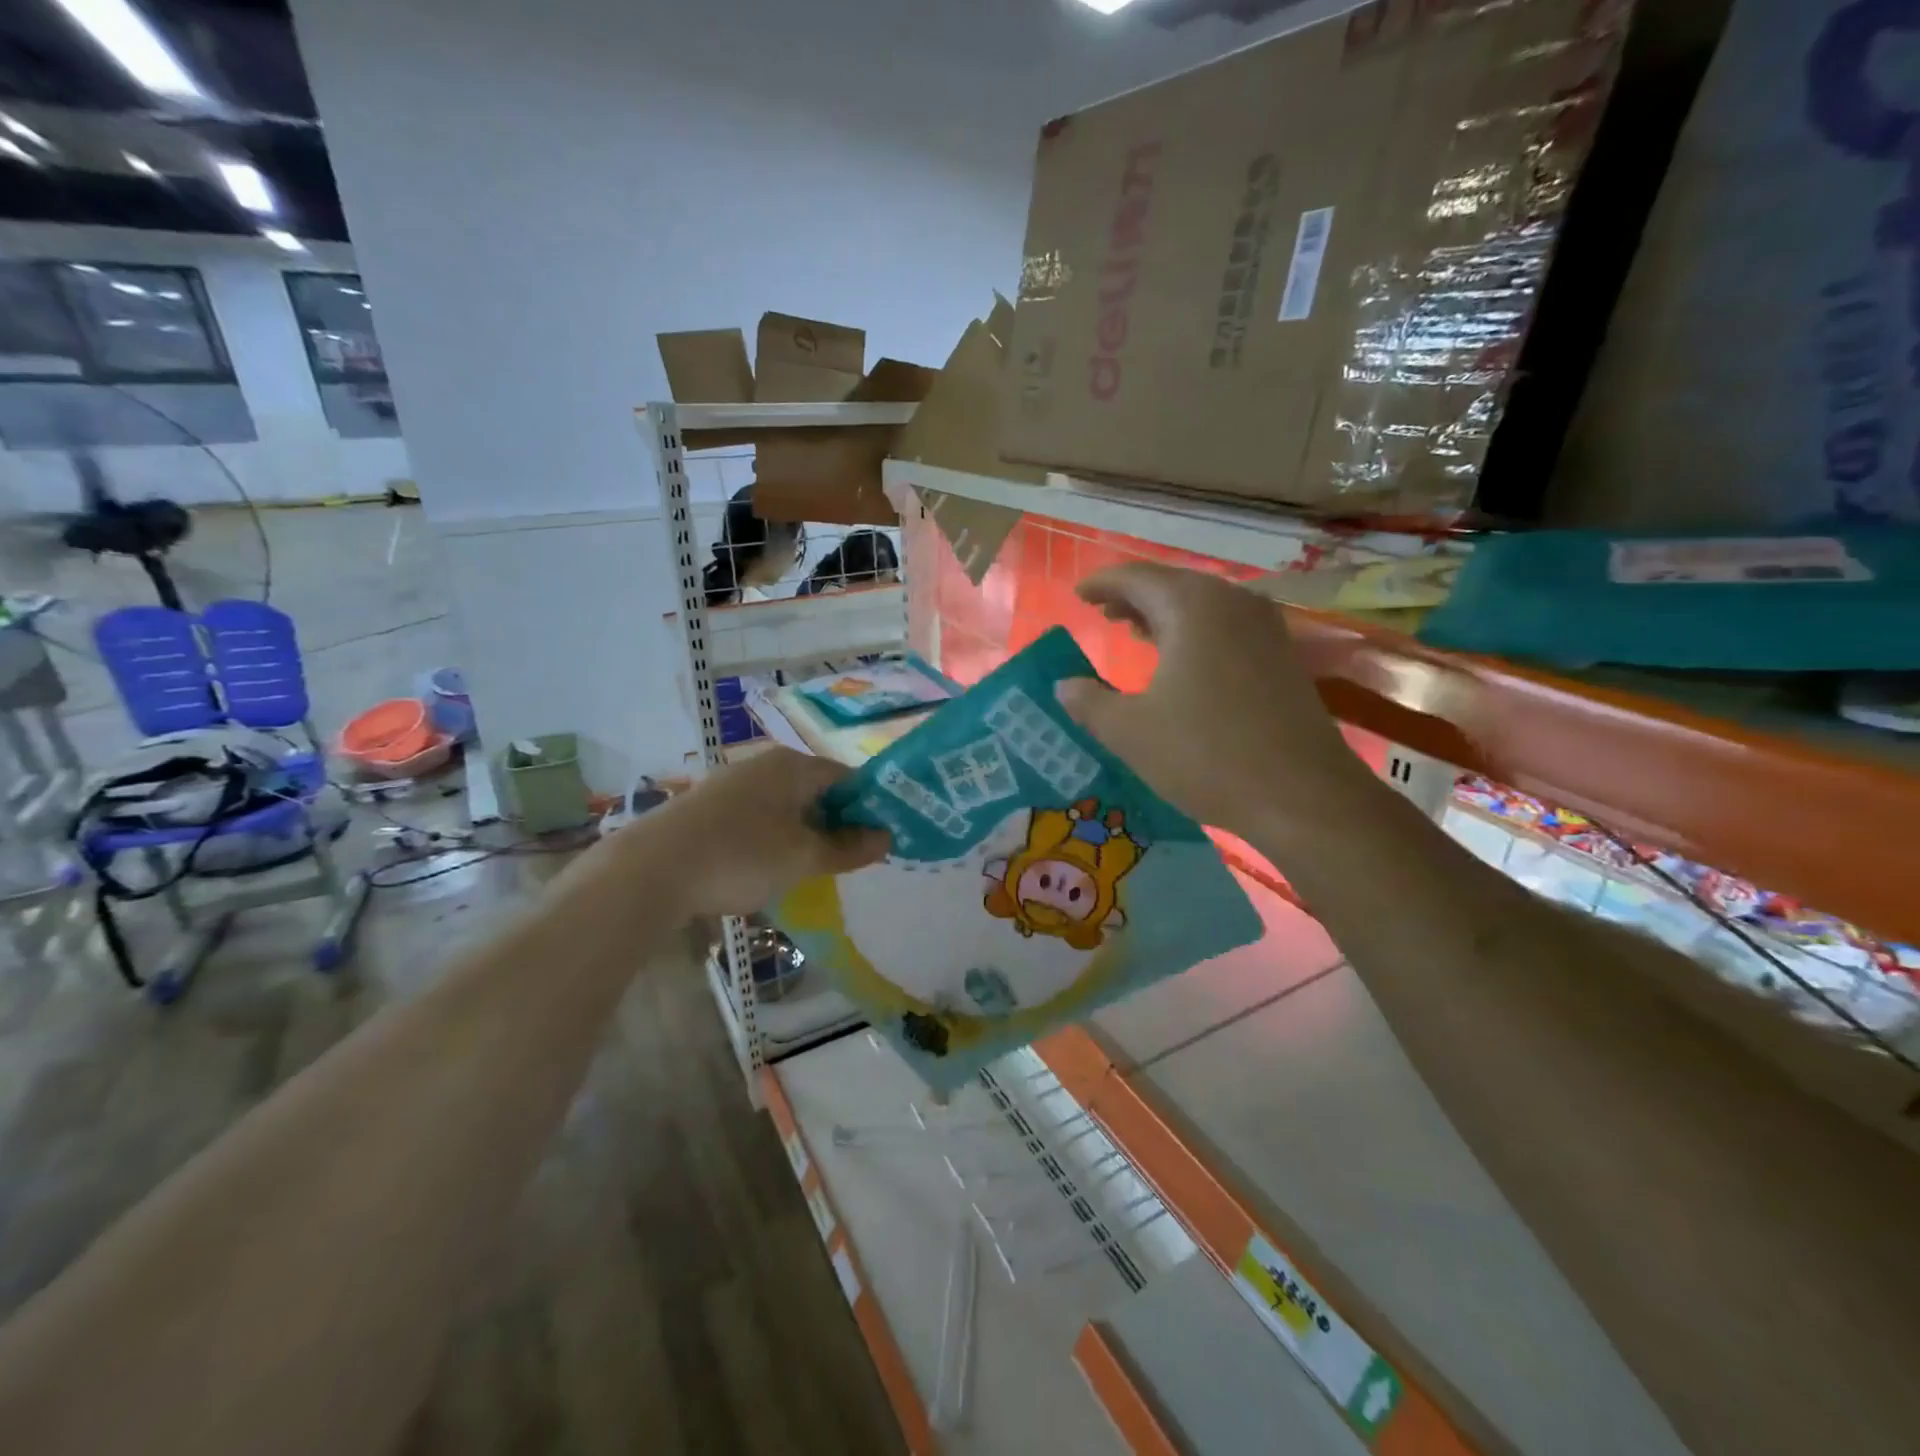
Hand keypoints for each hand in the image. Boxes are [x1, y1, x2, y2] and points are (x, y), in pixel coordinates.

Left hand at [629, 748, 889, 915]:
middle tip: (846, 860)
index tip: (878, 841)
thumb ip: (848, 848)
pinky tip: (764, 867)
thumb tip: (886, 838)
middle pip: (816, 790)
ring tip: (807, 869)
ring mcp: (732, 783)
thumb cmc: (740, 856)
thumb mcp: (803, 857)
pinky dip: (771, 837)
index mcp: (793, 766)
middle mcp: (764, 764)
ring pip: (785, 805)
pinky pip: (757, 817)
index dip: (868, 808)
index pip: (848, 777)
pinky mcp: (707, 806)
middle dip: (835, 823)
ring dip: (803, 833)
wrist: (649, 871)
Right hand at [1056, 564, 1377, 843]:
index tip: (1077, 595)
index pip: (1136, 577)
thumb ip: (1089, 702)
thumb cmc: (1205, 754)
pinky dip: (1194, 632)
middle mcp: (1232, 602)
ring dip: (1164, 614)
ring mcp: (1265, 627)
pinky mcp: (1282, 656)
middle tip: (1102, 613)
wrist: (1302, 795)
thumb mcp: (1130, 732)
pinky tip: (1181, 660)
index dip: (1102, 584)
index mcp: (1192, 606)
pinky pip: (1226, 626)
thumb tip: (1065, 685)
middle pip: (1172, 585)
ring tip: (1134, 631)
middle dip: (1134, 597)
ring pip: (1203, 605)